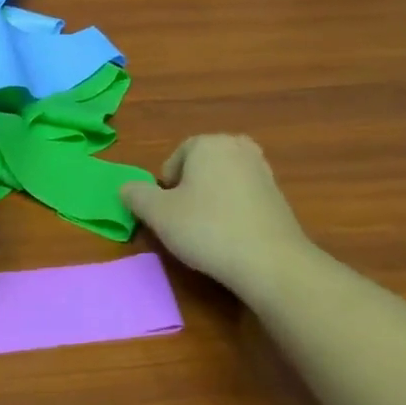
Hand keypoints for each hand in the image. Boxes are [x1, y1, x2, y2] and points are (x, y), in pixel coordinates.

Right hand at [120, 135, 313, 293]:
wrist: (269, 261)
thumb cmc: (206, 229)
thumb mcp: (158, 214)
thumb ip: (136, 195)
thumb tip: (128, 188)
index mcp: (208, 143)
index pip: (174, 159)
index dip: (165, 188)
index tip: (167, 213)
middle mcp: (238, 147)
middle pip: (199, 168)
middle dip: (188, 190)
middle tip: (183, 221)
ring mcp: (262, 170)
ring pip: (221, 182)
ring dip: (209, 201)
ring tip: (206, 231)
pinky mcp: (278, 195)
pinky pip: (242, 197)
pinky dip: (231, 211)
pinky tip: (230, 236)